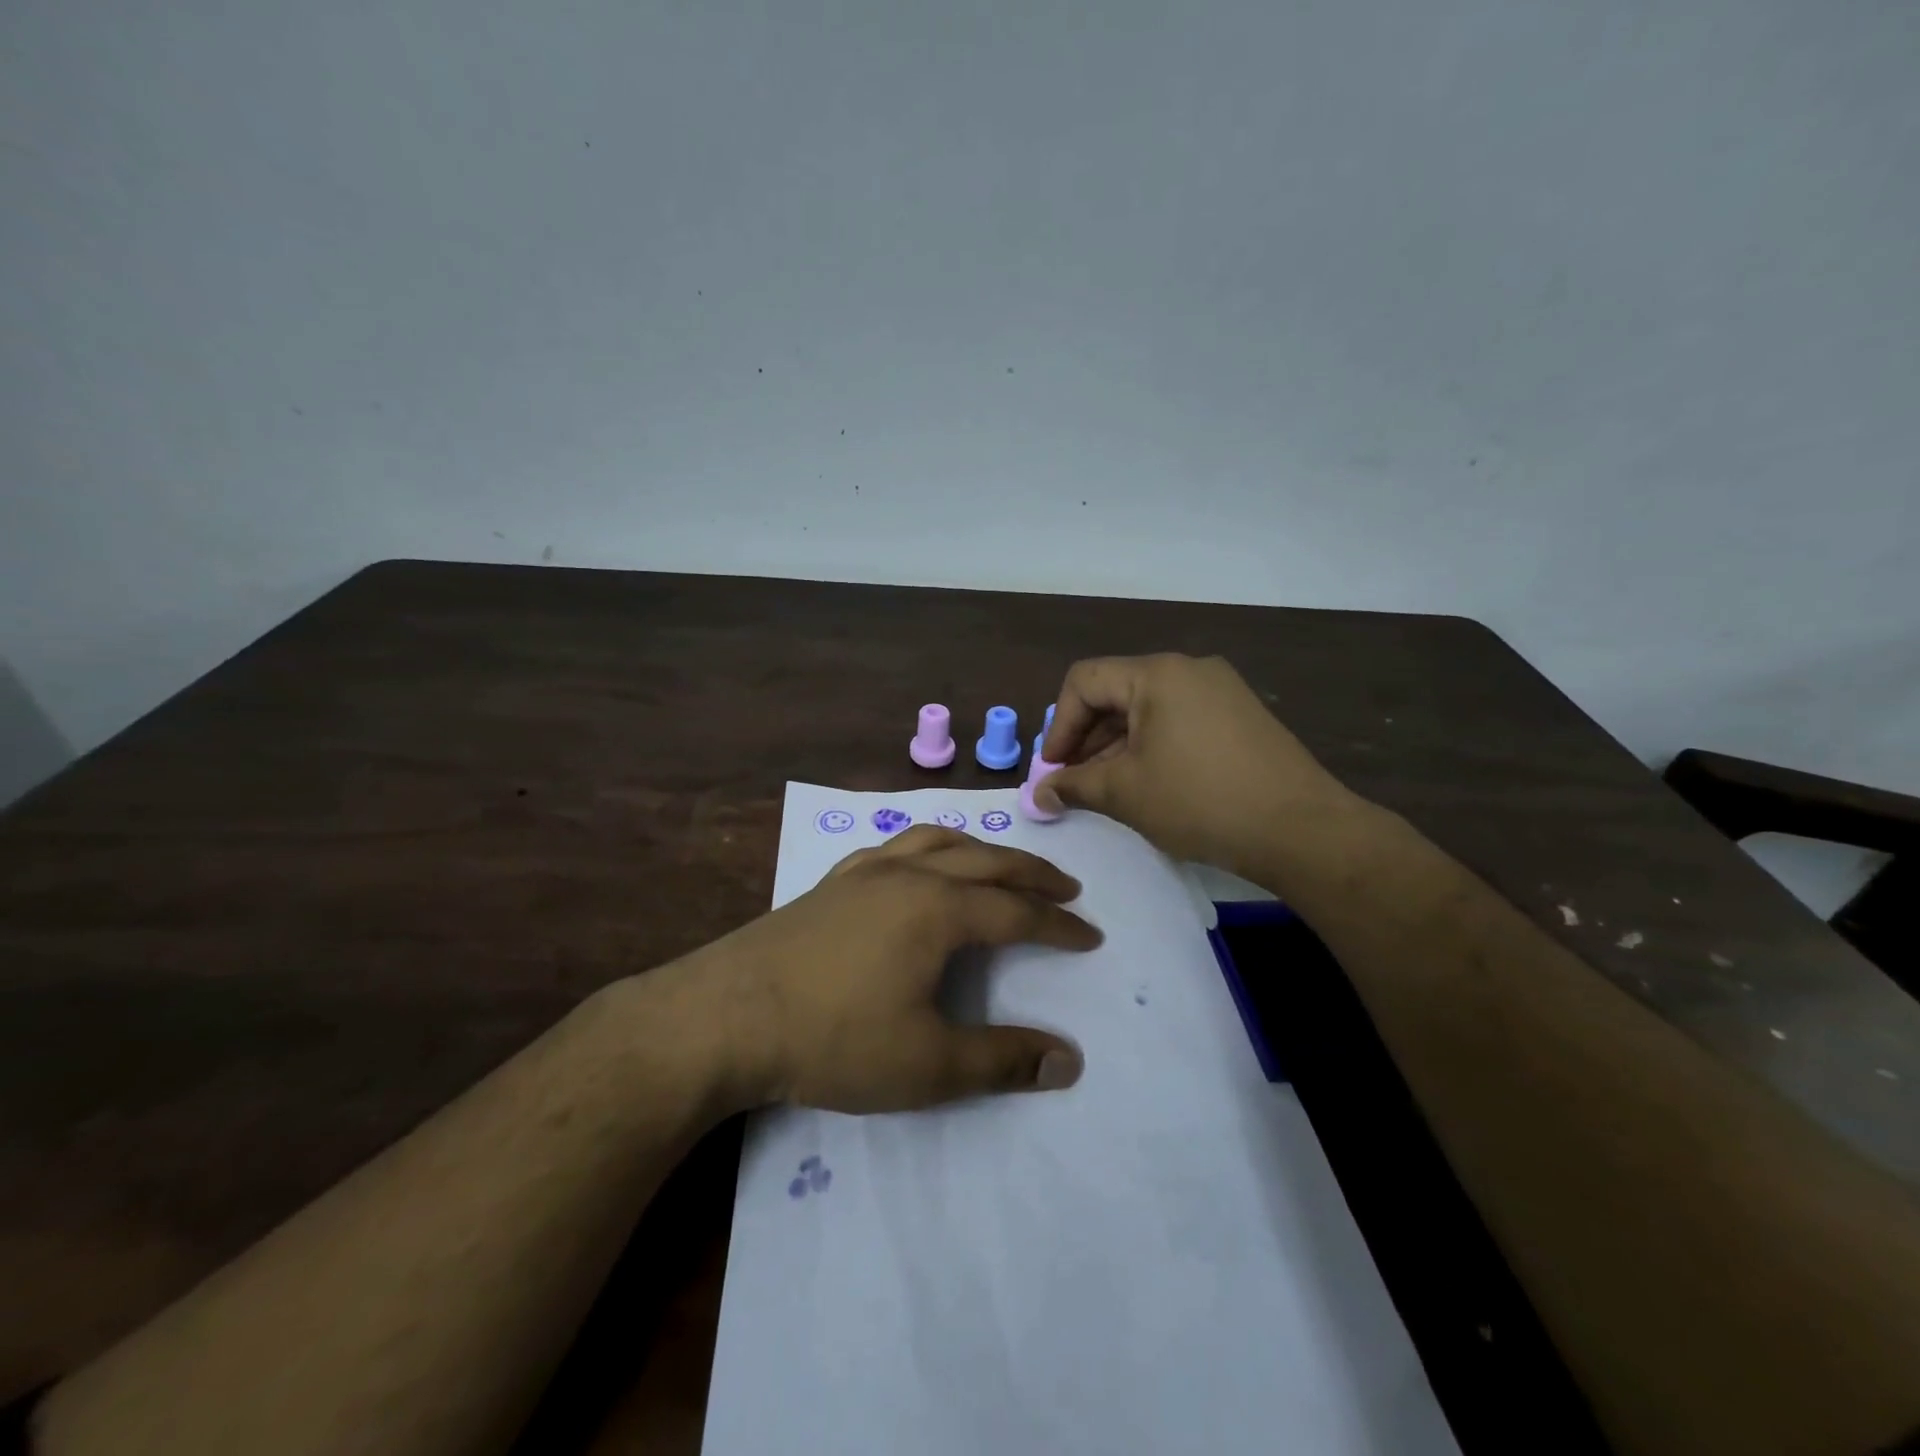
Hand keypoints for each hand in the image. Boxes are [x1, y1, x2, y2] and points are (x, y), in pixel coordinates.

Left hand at [700, 825, 1101, 1112]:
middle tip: (1067, 886)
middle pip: (987, 861)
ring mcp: (867, 871)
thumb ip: (1002, 1061)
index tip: (1090, 936)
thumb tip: (1070, 1061)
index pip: (1017, 912)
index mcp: (940, 910)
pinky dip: (925, 846)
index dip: (1059, 926)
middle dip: (1032, 873)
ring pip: (939, 841)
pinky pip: (894, 846)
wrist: (728, 1015)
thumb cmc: (834, 1039)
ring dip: (981, 849)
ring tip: (1001, 862)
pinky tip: (918, 861)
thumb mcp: (928, 1065)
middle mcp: (911, 875)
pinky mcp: (833, 881)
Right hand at [1036, 653, 1358, 874]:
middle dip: (1086, 738)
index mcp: (1157, 674)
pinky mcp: (1241, 716)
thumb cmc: (1200, 801)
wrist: (1301, 830)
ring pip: (1148, 709)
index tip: (1052, 770)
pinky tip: (1149, 785)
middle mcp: (1189, 669)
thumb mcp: (1125, 793)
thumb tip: (1039, 795)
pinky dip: (1152, 747)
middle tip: (1073, 782)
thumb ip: (1073, 786)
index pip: (1085, 681)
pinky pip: (1179, 721)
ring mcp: (1221, 691)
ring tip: (1106, 789)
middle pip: (1116, 692)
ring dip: (1117, 746)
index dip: (1059, 725)